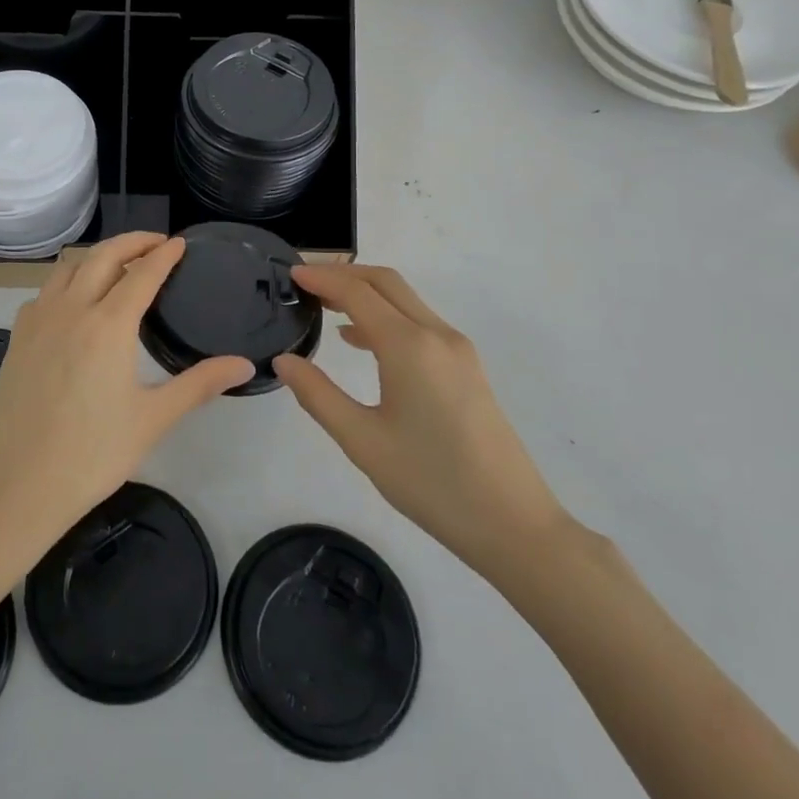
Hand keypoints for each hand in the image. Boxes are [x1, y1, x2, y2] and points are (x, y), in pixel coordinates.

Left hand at [0, 233, 254, 557]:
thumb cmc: (91, 455)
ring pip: (68, 267)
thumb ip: (199, 384)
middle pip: (102, 256)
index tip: (179, 243)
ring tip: (119, 265)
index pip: (142, 273)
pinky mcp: (16, 337)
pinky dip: (67, 280)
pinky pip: (45, 291)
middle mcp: (71, 309)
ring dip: (97, 256)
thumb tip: (244, 364)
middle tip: (156, 243)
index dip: (163, 254)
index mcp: (108, 325)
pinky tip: (76, 302)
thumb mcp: (153, 419)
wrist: (16, 487)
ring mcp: (37, 320)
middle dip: (132, 242)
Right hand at [273, 264, 567, 580]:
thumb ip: (318, 395)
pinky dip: (386, 317)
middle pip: (385, 283)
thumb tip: (284, 361)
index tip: (291, 273)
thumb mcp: (362, 441)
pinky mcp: (467, 367)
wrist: (514, 524)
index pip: (357, 293)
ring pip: (405, 301)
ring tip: (325, 306)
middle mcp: (436, 335)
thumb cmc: (431, 483)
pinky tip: (361, 342)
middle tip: (305, 282)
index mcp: (409, 346)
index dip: (322, 278)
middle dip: (343, 274)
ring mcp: (458, 350)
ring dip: (365, 294)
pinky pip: (419, 323)